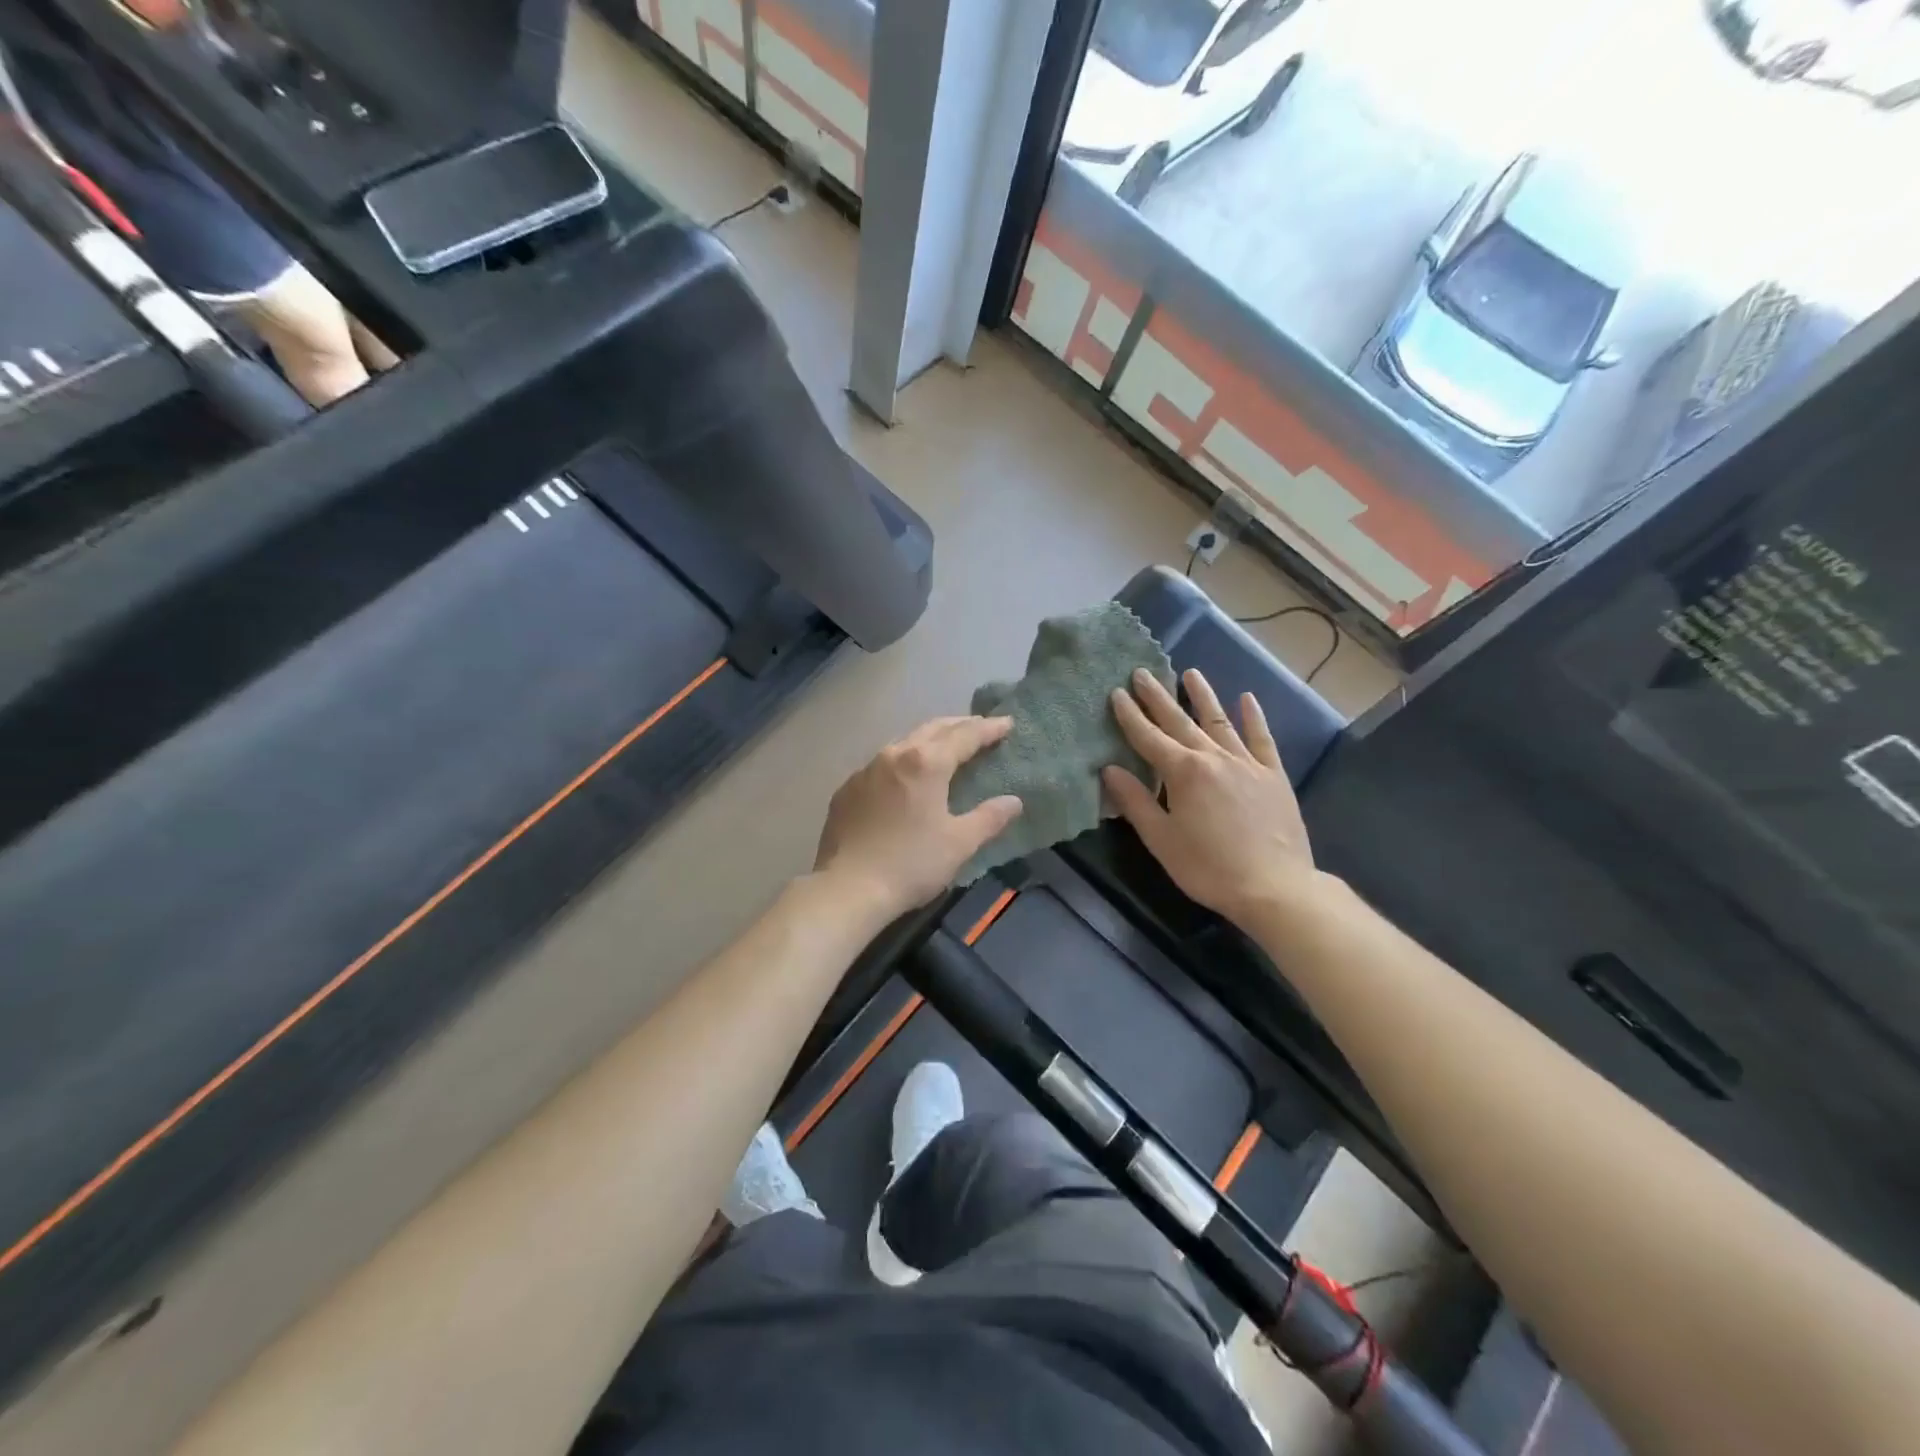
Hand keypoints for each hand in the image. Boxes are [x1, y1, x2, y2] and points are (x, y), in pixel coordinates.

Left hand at [814, 717, 1023, 919]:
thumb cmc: (911, 863)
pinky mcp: (846, 790)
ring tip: (944, 748)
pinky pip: (880, 765)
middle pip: (932, 729)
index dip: (988, 729)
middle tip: (980, 727)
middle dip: (959, 725)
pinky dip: (901, 762)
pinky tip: (904, 778)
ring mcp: (865, 770)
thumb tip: (1014, 802)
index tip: (1007, 723)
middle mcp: (894, 755)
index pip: (965, 735)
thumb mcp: (960, 843)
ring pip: (903, 743)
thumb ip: (989, 818)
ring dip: (928, 740)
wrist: (847, 889)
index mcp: (926, 762)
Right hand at [1103, 668, 1316, 924]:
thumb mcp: (1161, 840)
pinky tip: (1247, 699)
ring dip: (1203, 696)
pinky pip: (1261, 739)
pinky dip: (1253, 718)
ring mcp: (1247, 763)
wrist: (1275, 887)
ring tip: (1191, 673)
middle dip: (1158, 697)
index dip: (1130, 715)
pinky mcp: (1273, 775)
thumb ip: (1135, 801)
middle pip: (1180, 721)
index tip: (1117, 692)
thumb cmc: (1208, 867)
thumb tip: (1109, 769)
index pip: (1148, 737)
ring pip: (1220, 721)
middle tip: (1143, 672)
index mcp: (1183, 772)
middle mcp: (1214, 757)